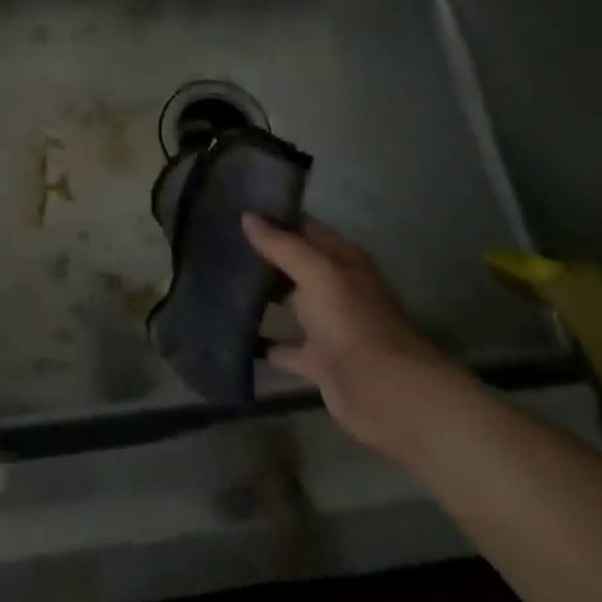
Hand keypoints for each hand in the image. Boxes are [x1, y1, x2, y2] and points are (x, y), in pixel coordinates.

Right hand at [242, 215, 453, 448]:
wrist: (381, 390)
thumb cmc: (350, 321)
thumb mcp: (317, 273)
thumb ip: (282, 246)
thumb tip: (247, 217)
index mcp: (344, 261)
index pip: (306, 229)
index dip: (275, 219)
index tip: (235, 211)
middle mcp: (338, 289)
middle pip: (296, 265)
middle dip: (263, 257)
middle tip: (220, 245)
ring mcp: (329, 325)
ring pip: (291, 304)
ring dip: (263, 297)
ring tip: (220, 284)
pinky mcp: (318, 360)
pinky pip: (284, 347)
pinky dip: (263, 344)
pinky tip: (234, 335)